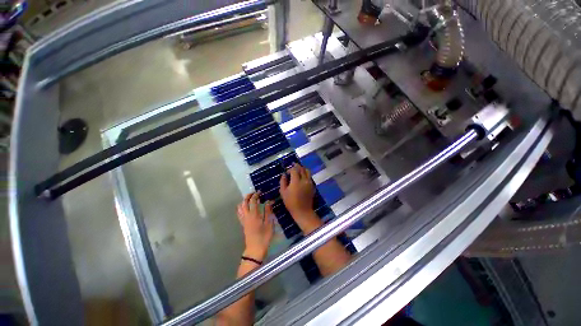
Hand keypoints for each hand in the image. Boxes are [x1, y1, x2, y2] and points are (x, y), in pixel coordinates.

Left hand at [237, 192, 273, 260]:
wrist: (255, 249)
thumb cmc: (264, 237)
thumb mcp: (269, 224)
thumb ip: (268, 212)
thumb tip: (269, 202)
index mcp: (254, 215)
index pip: (253, 201)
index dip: (256, 195)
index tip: (260, 192)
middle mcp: (247, 216)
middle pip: (244, 202)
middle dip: (248, 196)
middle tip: (254, 193)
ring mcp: (244, 220)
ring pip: (240, 207)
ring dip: (244, 201)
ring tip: (250, 199)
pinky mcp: (243, 224)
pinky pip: (239, 213)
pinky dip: (242, 208)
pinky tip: (246, 208)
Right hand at [280, 164, 319, 230]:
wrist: (303, 211)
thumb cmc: (291, 202)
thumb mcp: (283, 192)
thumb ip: (283, 181)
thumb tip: (283, 174)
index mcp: (296, 181)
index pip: (294, 170)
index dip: (290, 169)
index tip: (286, 172)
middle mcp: (304, 180)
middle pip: (302, 169)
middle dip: (297, 166)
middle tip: (292, 166)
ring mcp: (309, 183)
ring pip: (307, 171)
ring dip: (302, 169)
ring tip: (298, 170)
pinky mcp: (312, 186)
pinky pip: (309, 177)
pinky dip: (306, 174)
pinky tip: (302, 178)